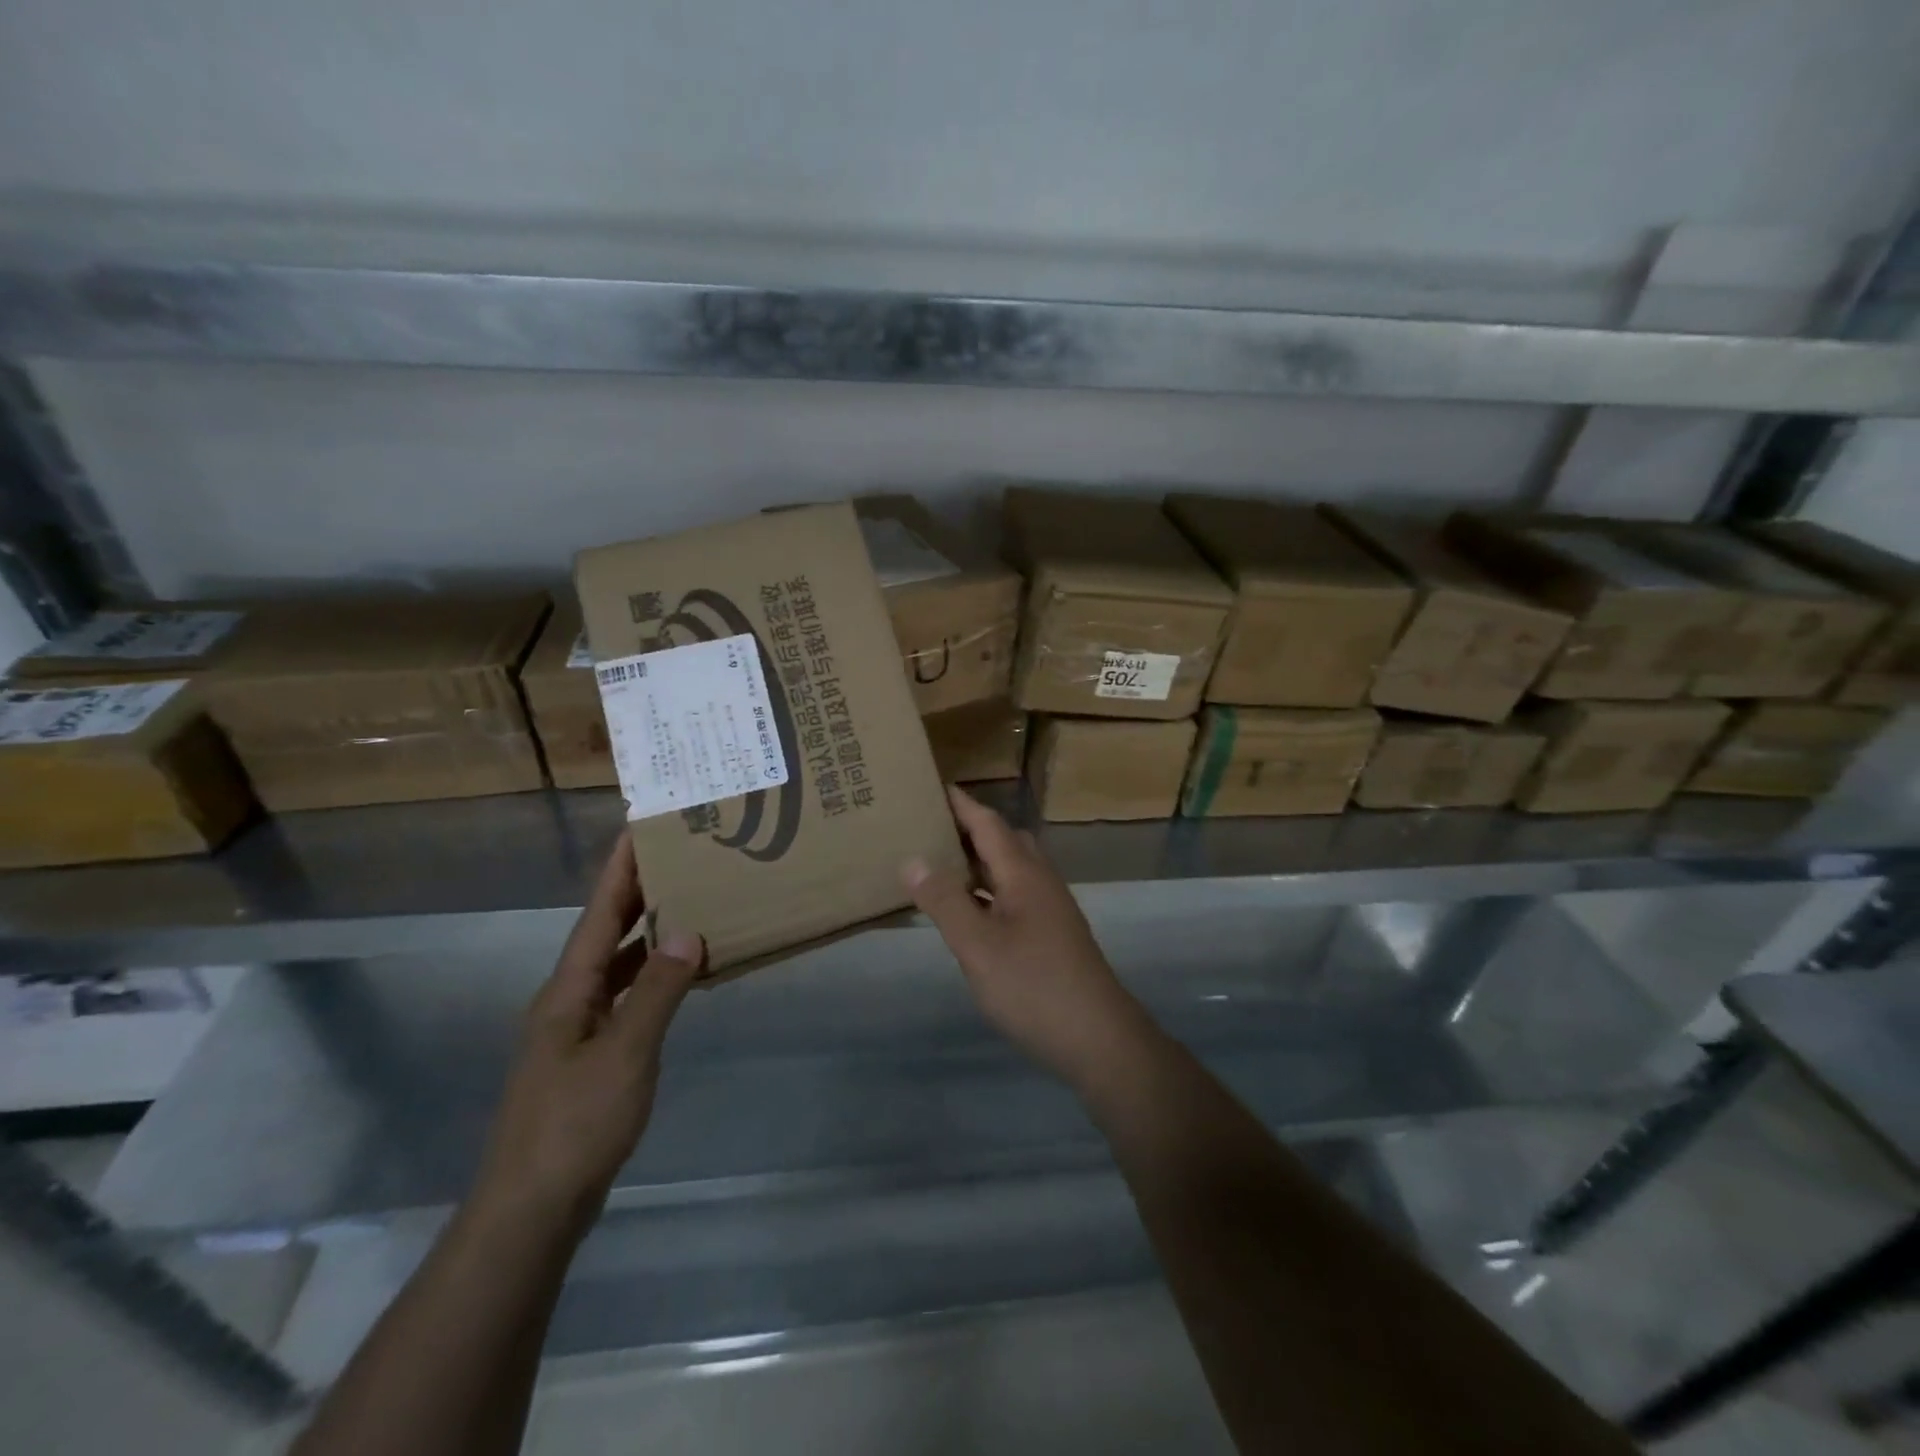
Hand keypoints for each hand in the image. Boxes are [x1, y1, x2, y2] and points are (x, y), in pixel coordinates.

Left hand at [472, 832, 701, 1234]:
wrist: (531, 1210)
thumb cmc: (575, 1124)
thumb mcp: (625, 1053)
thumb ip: (657, 991)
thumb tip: (688, 931)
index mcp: (568, 990)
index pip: (598, 914)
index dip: (619, 870)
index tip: (640, 827)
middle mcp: (567, 1001)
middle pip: (604, 933)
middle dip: (636, 893)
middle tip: (677, 857)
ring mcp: (575, 1032)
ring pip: (615, 966)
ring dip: (646, 934)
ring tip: (687, 904)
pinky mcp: (588, 1058)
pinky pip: (624, 998)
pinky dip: (651, 978)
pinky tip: (678, 978)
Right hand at [904, 787, 1148, 1088]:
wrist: (1097, 1037)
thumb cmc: (1033, 985)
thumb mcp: (977, 945)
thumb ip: (944, 900)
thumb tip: (913, 858)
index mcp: (1023, 873)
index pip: (987, 823)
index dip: (960, 804)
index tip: (930, 785)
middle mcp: (1040, 881)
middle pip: (1003, 840)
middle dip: (968, 828)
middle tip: (927, 828)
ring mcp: (1050, 908)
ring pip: (1010, 870)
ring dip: (978, 862)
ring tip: (938, 865)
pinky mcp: (1052, 933)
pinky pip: (1013, 895)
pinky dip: (987, 891)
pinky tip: (967, 912)